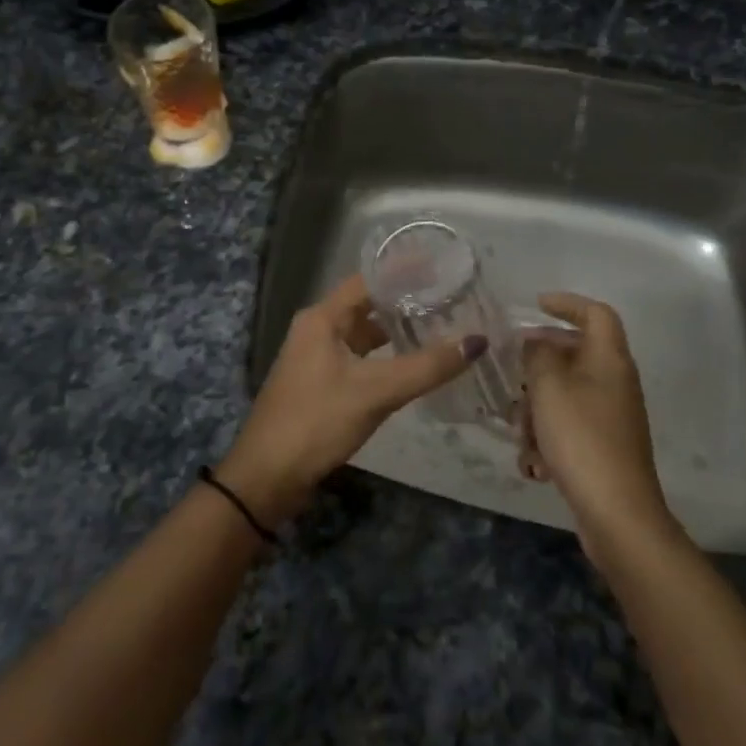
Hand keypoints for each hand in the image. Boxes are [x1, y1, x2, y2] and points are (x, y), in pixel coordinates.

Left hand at [218, 274, 485, 525]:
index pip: (368, 281)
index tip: (441, 269)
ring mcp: (316, 358)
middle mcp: (316, 330)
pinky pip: (359, 359)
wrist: (268, 476)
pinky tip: (411, 365)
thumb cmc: (317, 421)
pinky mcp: (320, 385)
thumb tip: (477, 340)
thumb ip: (427, 366)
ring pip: (362, 335)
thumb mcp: (376, 391)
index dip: (403, 272)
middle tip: (449, 299)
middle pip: (366, 305)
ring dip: (395, 331)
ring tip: (438, 327)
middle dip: (404, 302)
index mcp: (322, 318)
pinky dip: (384, 357)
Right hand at [520, 292, 672, 551]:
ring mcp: (611, 417)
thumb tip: (535, 342)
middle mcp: (614, 382)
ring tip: (521, 433)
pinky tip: (534, 464)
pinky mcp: (603, 447)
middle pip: (574, 355)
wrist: (616, 513)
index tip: (535, 305)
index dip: (567, 304)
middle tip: (512, 375)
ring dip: (537, 410)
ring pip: (564, 395)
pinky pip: (568, 427)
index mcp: (609, 359)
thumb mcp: (548, 387)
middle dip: (538, 367)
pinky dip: (547, 439)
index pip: (596, 313)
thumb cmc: (581, 438)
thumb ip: (537, 355)